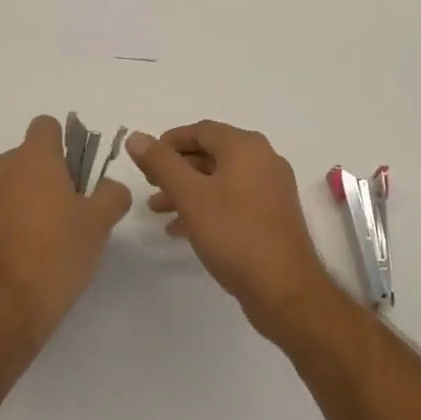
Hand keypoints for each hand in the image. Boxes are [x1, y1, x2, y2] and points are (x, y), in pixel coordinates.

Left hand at [0, 116, 131, 360]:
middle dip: (43, 176)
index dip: (62, 144)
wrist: (1, 312)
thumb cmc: (56, 257)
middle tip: (64, 212)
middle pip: (25, 157)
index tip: (74, 175)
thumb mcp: (98, 225)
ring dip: (20, 198)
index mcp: (33, 159)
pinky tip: (16, 255)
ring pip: (5, 184)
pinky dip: (1, 222)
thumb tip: (110, 186)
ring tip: (38, 238)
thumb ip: (111, 195)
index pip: (46, 126)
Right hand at [127, 121, 338, 339]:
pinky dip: (207, 206)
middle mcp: (263, 159)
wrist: (284, 289)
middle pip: (211, 153)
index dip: (169, 142)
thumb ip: (161, 164)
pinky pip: (233, 199)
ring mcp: (271, 188)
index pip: (201, 130)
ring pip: (221, 179)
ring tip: (158, 210)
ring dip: (188, 190)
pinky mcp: (273, 215)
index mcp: (246, 146)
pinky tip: (182, 229)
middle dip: (177, 168)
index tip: (145, 161)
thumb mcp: (190, 195)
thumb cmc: (234, 234)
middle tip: (149, 186)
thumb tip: (136, 136)